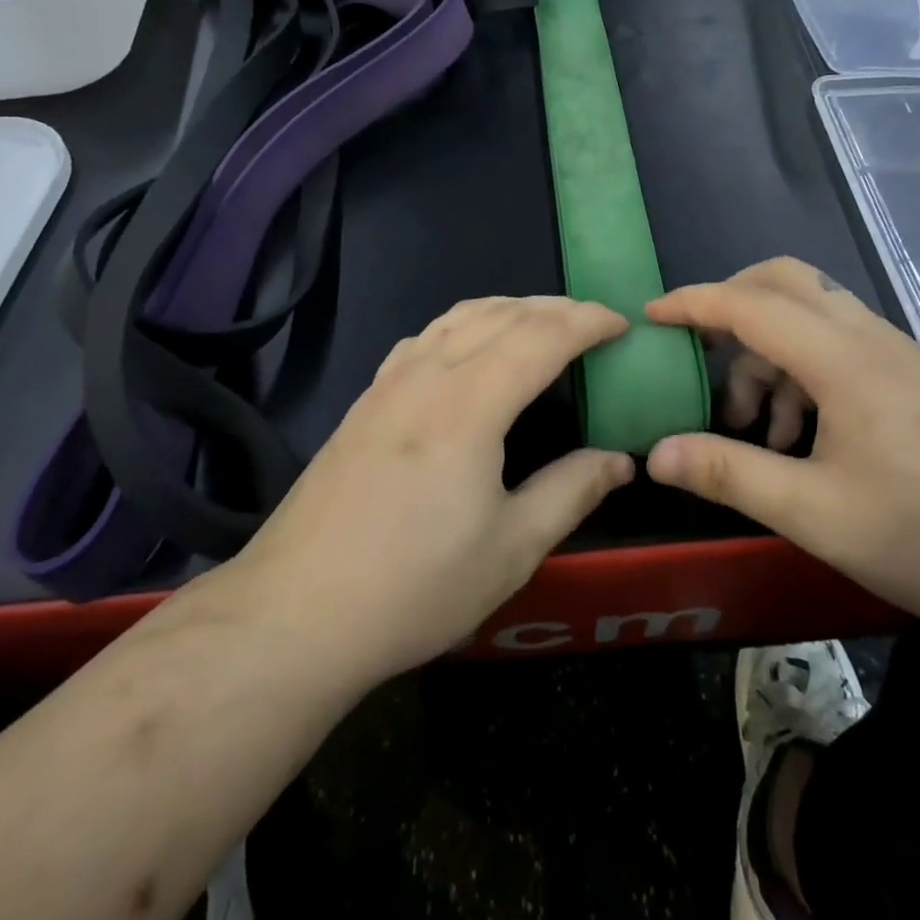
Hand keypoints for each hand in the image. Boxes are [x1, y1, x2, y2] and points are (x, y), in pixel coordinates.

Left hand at [212, 296, 636, 686]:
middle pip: (499, 315)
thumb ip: (571, 492)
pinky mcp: (366, 400)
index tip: (621, 323)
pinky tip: (470, 345)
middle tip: (593, 320)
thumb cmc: (414, 586)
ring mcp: (389, 383)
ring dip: (508, 308)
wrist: (297, 611)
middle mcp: (427, 375)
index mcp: (468, 405)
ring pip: (457, 317)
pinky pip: (426, 336)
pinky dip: (464, 323)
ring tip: (542, 321)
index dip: (586, 322)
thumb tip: (619, 460)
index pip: (539, 337)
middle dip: (553, 308)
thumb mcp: (510, 550)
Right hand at [644, 258, 919, 633]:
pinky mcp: (910, 377)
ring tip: (752, 426)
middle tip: (698, 351)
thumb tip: (655, 453)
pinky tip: (798, 436)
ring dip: (765, 349)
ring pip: (809, 312)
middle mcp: (869, 339)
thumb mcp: (814, 514)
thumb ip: (730, 474)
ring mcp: (896, 354)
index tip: (648, 317)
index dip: (693, 303)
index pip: (751, 304)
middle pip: (785, 281)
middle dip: (730, 303)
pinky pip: (836, 342)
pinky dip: (798, 367)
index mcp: (844, 360)